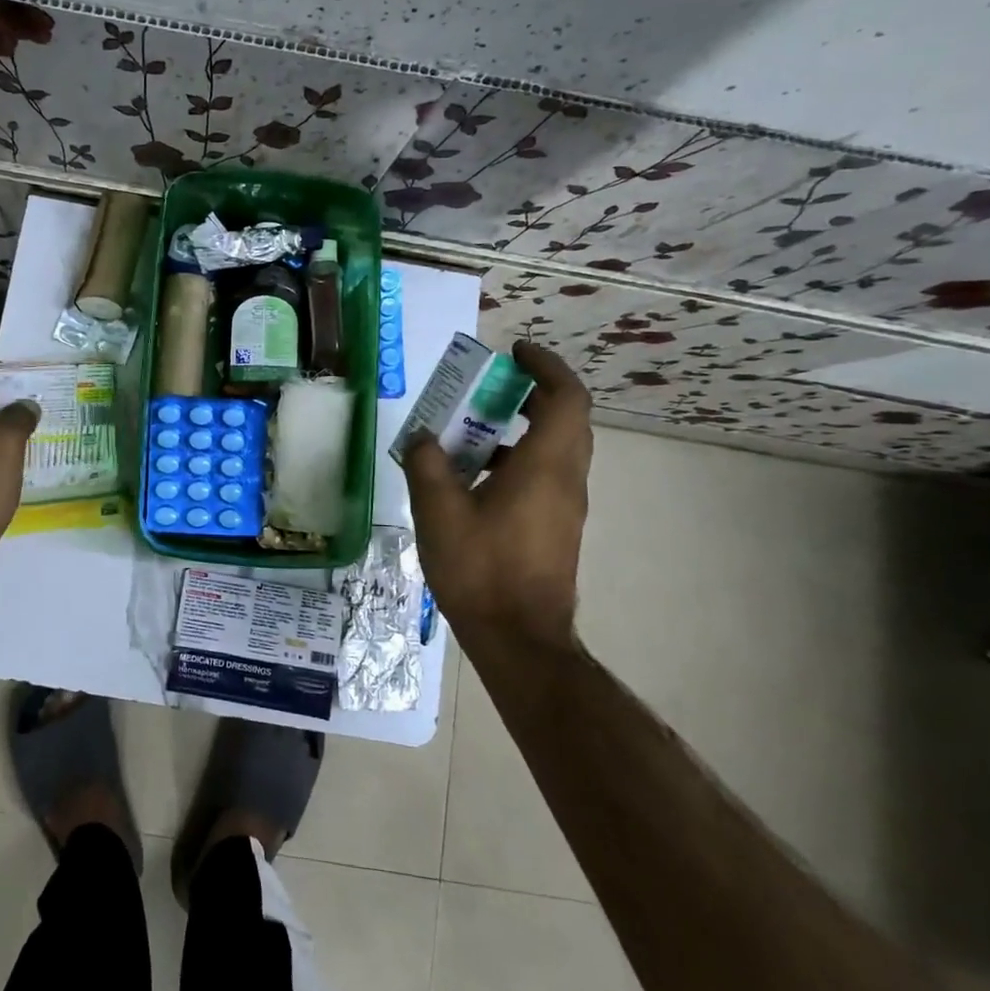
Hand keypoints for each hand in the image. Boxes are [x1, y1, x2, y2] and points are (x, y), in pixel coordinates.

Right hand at [402, 341, 592, 650]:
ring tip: (470, 431)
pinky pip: (544, 476)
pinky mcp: (556, 529)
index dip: (546, 366)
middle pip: (565, 419)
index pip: (566, 397)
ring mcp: (565, 507)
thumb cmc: (481, 568)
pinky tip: (473, 480)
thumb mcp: (439, 510)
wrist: (518, 638)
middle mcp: (566, 479)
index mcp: (545, 466)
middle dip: (532, 393)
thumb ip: (428, 464)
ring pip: (555, 449)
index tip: (515, 352)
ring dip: (520, 429)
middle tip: (491, 386)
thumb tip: (423, 437)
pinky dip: (516, 460)